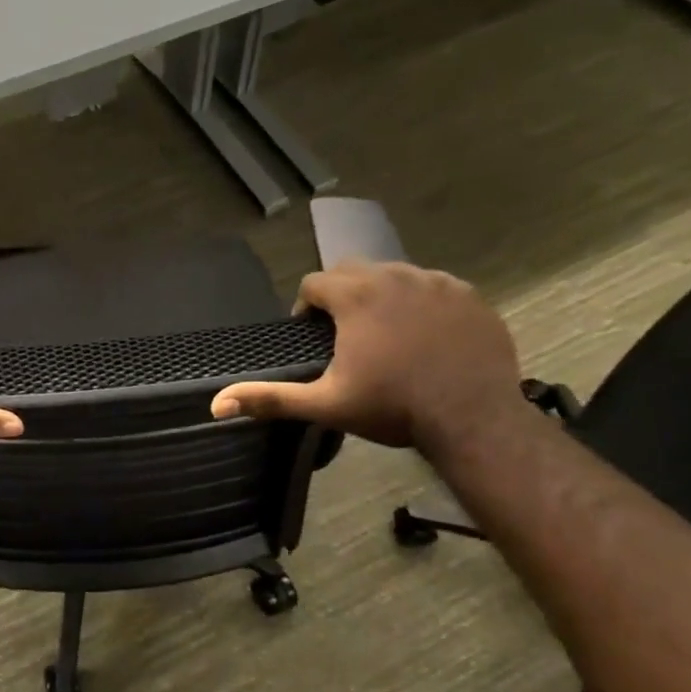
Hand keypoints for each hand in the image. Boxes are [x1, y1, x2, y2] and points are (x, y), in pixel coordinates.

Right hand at [210, 263, 523, 451]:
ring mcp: (437, 283)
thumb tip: (216, 404)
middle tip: (345, 335)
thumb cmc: (393, 408)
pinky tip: (424, 336)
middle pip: (352, 270)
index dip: (306, 308)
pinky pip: (433, 287)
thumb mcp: (325, 404)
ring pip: (394, 275)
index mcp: (356, 295)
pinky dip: (421, 303)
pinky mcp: (469, 296)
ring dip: (381, 296)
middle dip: (341, 295)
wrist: (474, 420)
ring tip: (385, 334)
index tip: (313, 336)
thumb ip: (270, 398)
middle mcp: (395, 276)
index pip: (314, 282)